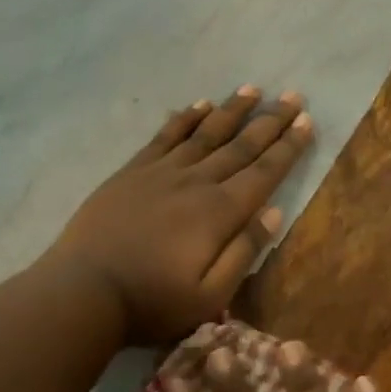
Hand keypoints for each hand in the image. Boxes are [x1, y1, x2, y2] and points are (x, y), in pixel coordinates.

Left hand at [50, 86, 314, 343]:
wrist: (83, 291)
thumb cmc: (152, 302)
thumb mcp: (210, 296)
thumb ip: (244, 252)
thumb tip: (275, 212)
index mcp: (219, 213)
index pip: (264, 173)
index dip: (288, 147)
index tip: (307, 122)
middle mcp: (196, 182)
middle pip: (240, 146)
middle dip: (270, 121)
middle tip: (293, 97)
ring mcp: (161, 173)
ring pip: (205, 133)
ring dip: (232, 111)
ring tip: (253, 89)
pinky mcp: (132, 172)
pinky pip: (165, 137)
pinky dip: (185, 119)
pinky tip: (199, 105)